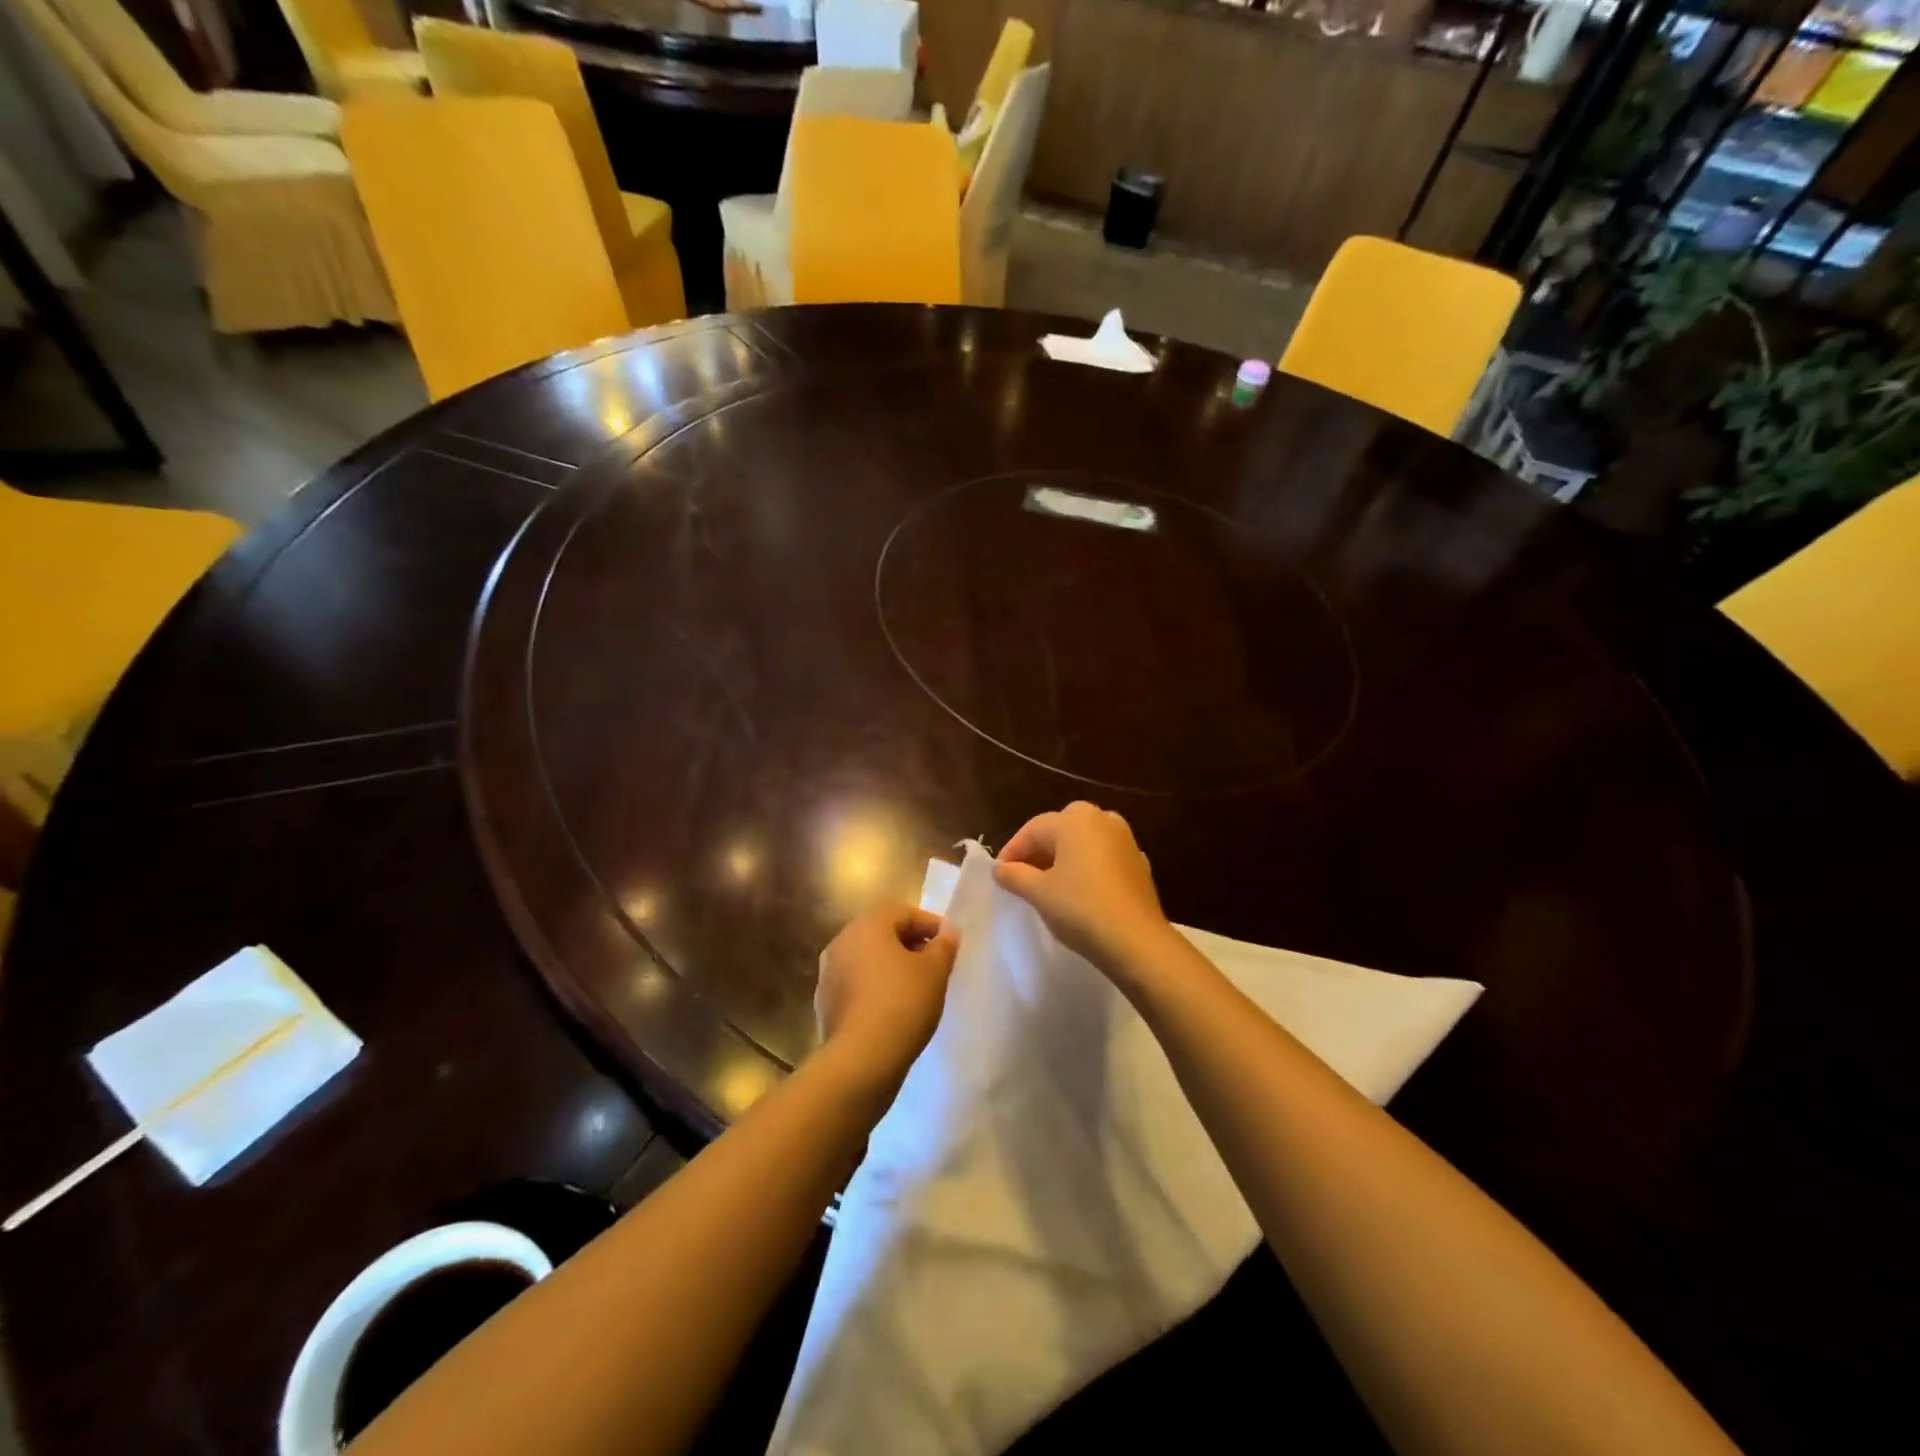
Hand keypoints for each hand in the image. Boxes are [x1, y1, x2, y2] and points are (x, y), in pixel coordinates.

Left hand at [815, 905, 959, 1090]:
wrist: (862, 1058)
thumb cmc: (903, 1002)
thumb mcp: (935, 971)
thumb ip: (944, 946)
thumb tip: (948, 932)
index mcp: (867, 925)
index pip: (903, 912)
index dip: (930, 924)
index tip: (949, 944)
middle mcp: (842, 941)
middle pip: (881, 933)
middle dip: (909, 944)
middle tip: (934, 963)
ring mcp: (828, 973)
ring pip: (866, 960)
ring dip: (890, 966)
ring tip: (915, 988)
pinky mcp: (825, 1003)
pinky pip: (856, 985)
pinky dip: (874, 988)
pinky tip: (892, 1009)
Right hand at [993, 801, 1174, 977]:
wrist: (1137, 941)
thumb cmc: (1081, 908)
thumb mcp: (1039, 893)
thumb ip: (1014, 875)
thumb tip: (1000, 869)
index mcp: (1075, 820)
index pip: (1033, 830)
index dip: (1012, 851)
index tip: (999, 874)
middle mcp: (1102, 819)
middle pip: (1060, 829)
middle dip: (1039, 850)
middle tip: (1023, 875)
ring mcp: (1125, 840)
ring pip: (1084, 841)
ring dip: (1064, 857)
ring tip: (1049, 884)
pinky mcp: (1139, 863)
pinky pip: (1103, 857)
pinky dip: (1087, 866)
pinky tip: (1080, 890)